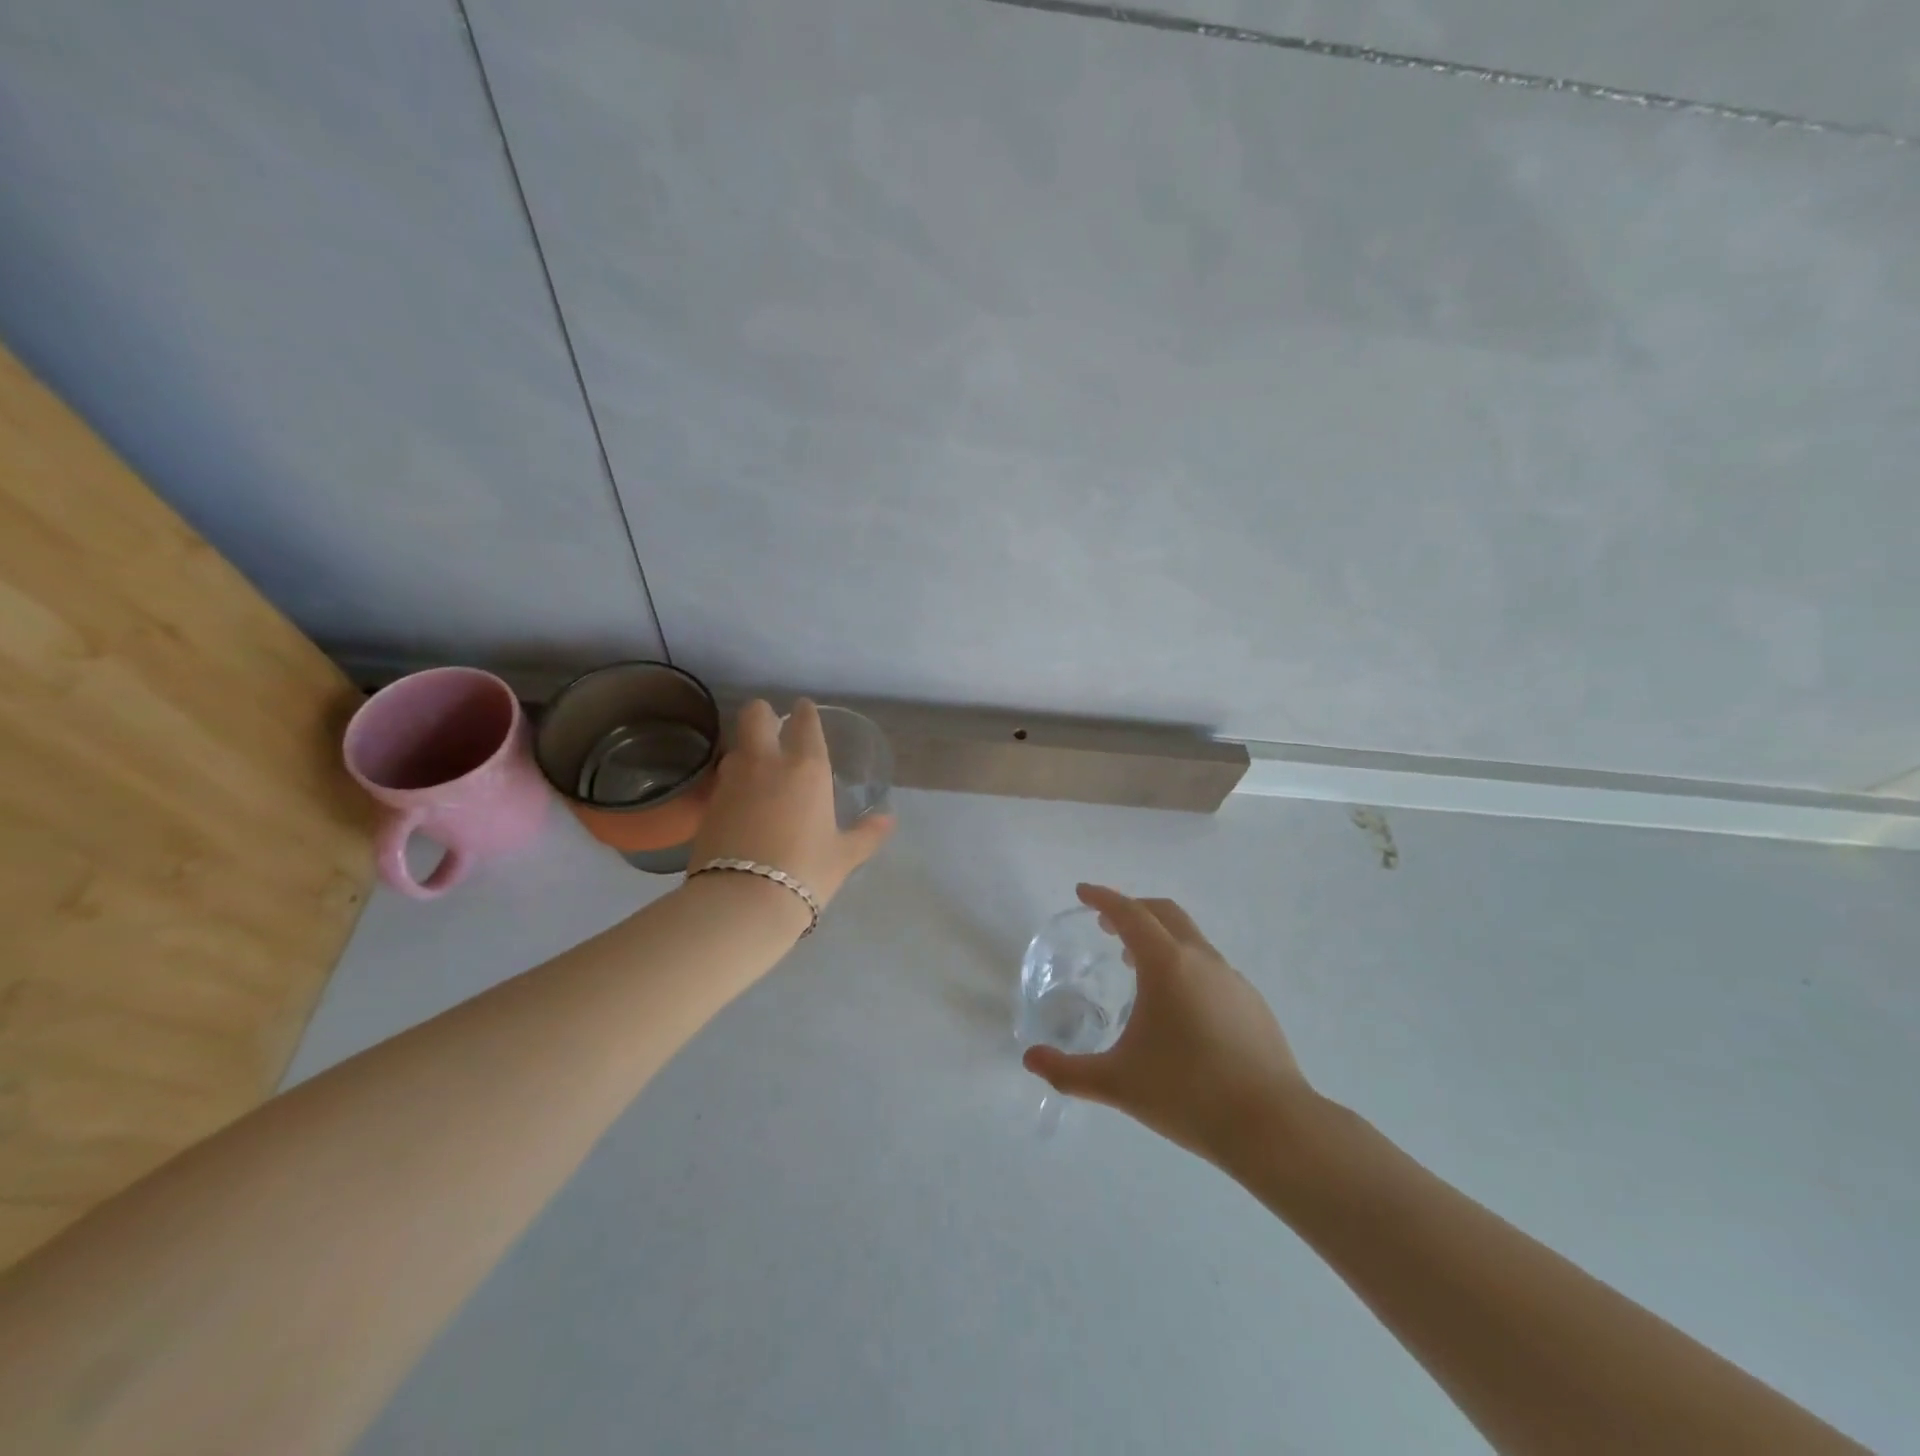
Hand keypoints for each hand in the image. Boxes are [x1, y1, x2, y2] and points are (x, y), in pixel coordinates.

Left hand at [688, 699, 894, 908]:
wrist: (742, 901)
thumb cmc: (805, 871)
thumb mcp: (843, 856)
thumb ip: (866, 834)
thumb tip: (887, 821)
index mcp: (807, 768)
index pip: (804, 722)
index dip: (805, 713)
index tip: (804, 710)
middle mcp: (766, 763)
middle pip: (755, 715)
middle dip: (764, 715)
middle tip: (773, 729)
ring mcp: (732, 780)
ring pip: (736, 745)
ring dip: (747, 749)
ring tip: (758, 769)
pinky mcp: (708, 804)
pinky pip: (723, 778)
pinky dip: (733, 781)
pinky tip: (741, 801)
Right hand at [1023, 884, 1313, 1166]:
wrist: (1273, 1127)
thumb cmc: (1187, 1094)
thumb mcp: (1118, 1083)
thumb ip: (1068, 1071)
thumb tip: (1030, 1060)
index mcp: (1167, 964)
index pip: (1129, 914)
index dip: (1103, 898)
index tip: (1083, 891)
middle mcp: (1201, 960)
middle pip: (1164, 914)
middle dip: (1132, 910)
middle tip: (1106, 926)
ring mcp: (1233, 980)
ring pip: (1191, 940)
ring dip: (1160, 940)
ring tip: (1136, 968)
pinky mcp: (1253, 1004)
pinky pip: (1211, 968)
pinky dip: (1185, 967)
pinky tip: (1179, 1009)